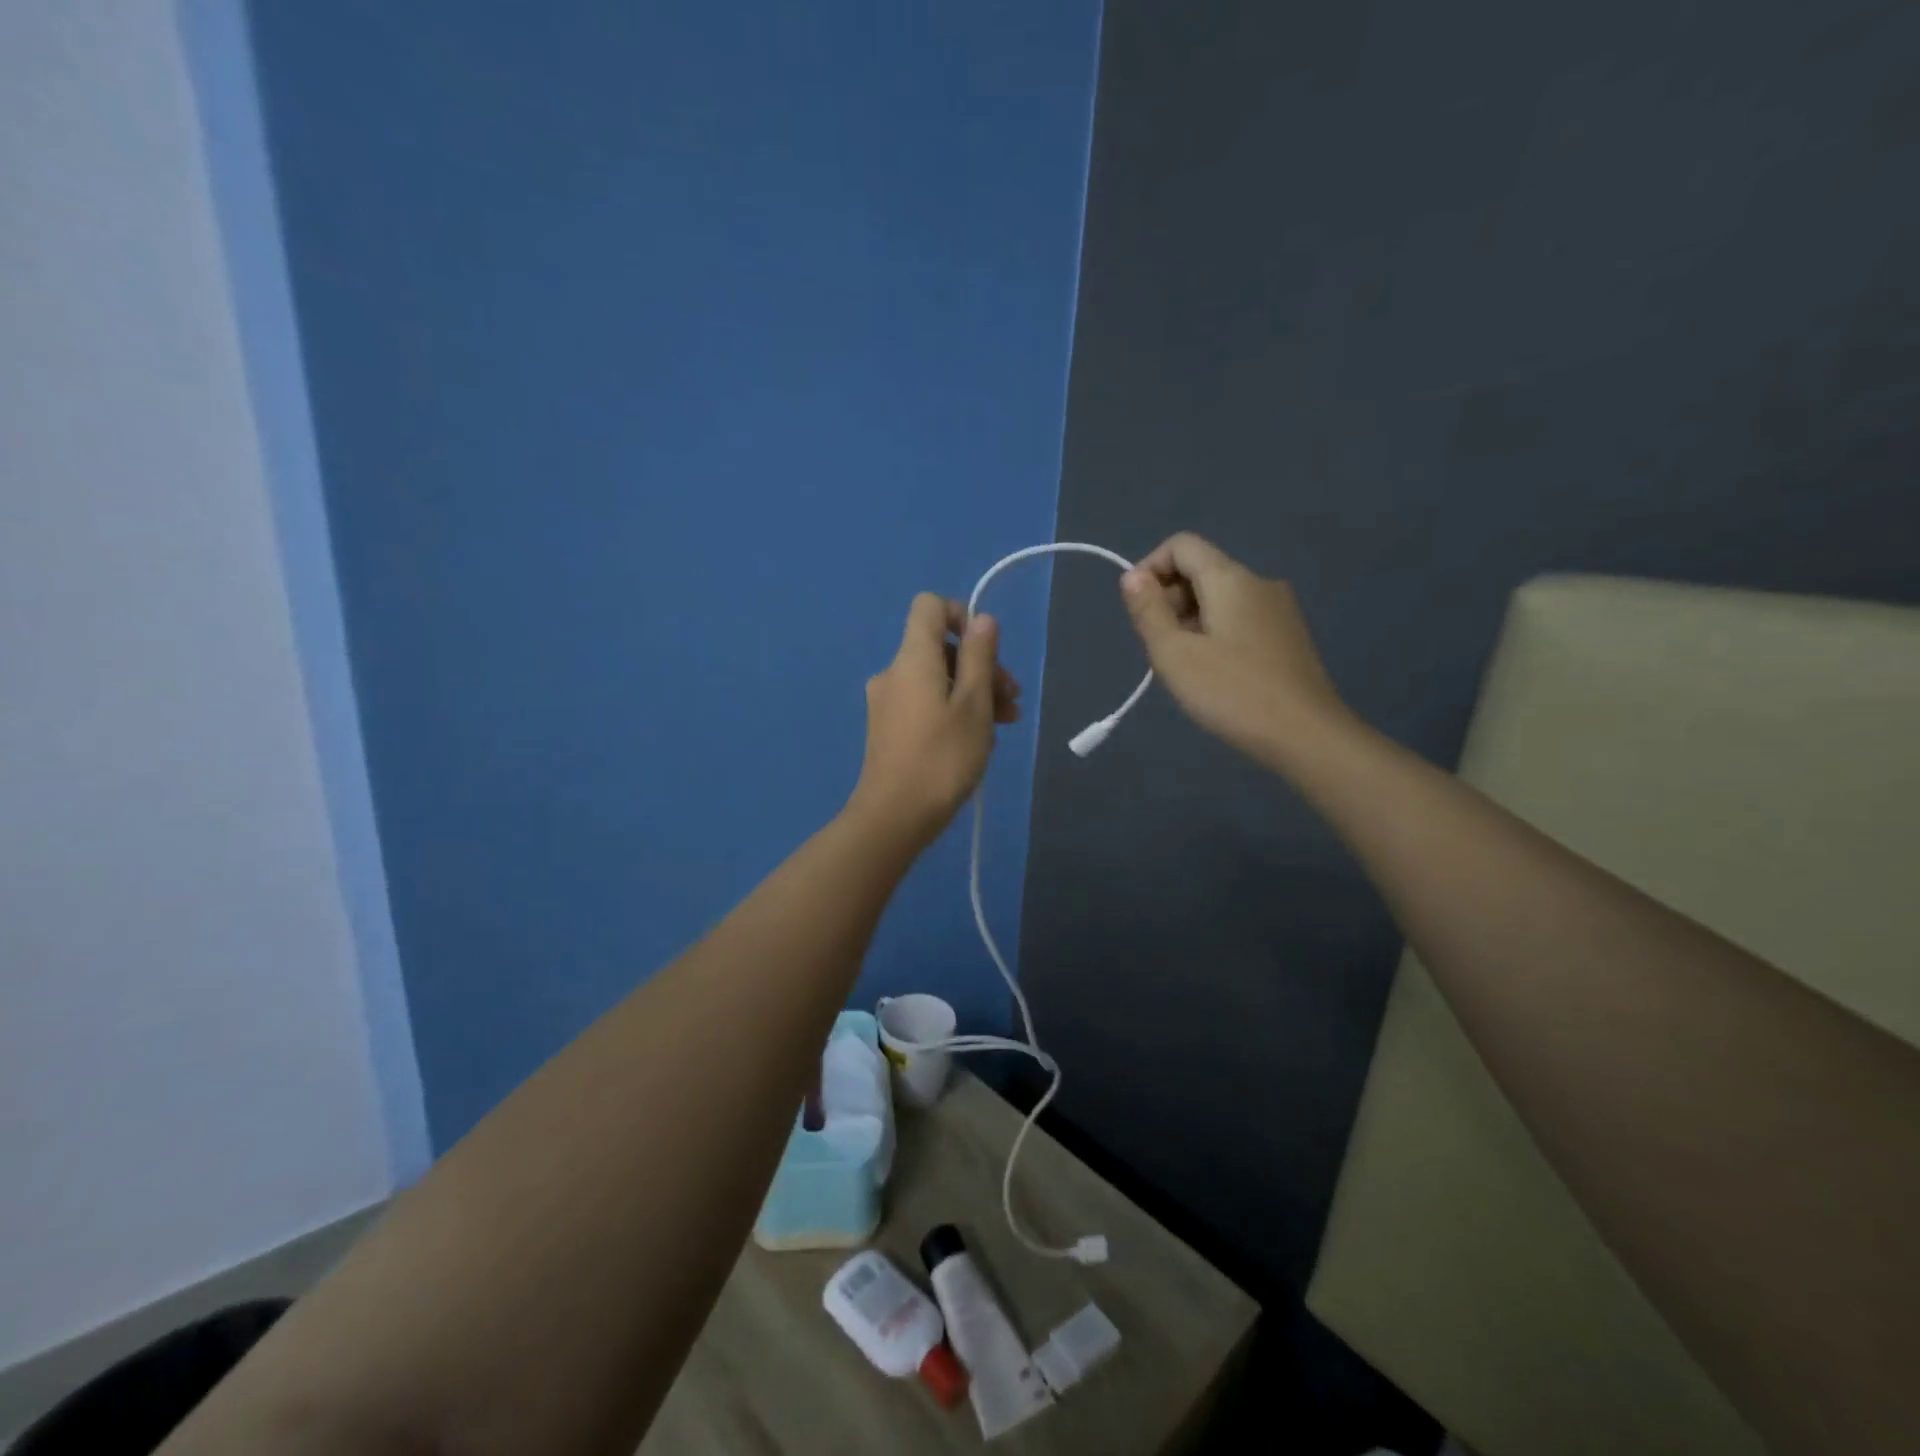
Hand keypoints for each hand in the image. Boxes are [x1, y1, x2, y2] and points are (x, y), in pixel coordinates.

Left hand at [848, 593, 1019, 846]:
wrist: (894, 817)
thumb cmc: (942, 758)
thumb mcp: (974, 704)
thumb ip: (980, 656)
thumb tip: (982, 619)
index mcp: (912, 658)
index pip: (929, 606)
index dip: (961, 615)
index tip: (987, 649)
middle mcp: (894, 672)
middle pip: (940, 648)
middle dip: (980, 665)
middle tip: (1011, 700)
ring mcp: (888, 702)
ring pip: (937, 679)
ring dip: (973, 692)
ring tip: (1005, 722)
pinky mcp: (888, 728)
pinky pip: (925, 702)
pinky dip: (953, 709)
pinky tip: (978, 738)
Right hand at [1120, 533, 1347, 763]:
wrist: (1307, 736)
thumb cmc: (1233, 693)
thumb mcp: (1175, 655)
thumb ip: (1149, 611)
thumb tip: (1132, 577)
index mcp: (1231, 579)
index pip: (1182, 545)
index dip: (1150, 568)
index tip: (1137, 611)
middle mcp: (1259, 583)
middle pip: (1201, 570)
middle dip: (1169, 599)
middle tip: (1159, 649)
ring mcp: (1279, 609)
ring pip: (1219, 598)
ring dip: (1190, 621)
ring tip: (1184, 667)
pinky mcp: (1288, 636)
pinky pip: (1239, 619)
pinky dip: (1214, 634)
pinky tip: (1214, 674)